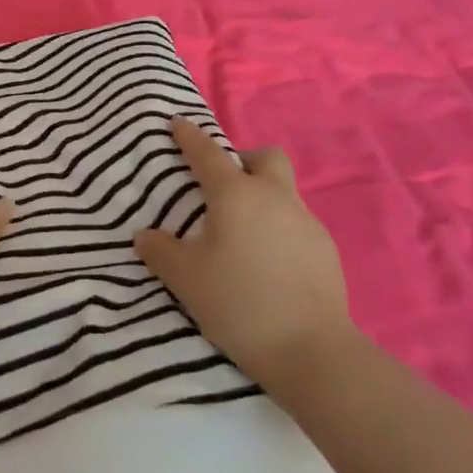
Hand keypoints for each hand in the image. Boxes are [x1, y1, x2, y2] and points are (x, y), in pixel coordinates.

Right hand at [135, 118, 353, 391]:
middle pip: (264, 157)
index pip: (208, 153)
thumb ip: (161, 252)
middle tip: (223, 186)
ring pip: (283, 191)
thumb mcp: (186, 279)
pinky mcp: (326, 250)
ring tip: (242, 234)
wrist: (311, 350)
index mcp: (236, 195)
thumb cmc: (239, 303)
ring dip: (262, 197)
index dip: (189, 136)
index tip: (177, 123)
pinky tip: (268, 263)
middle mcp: (274, 197)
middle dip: (243, 160)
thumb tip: (146, 236)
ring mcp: (306, 221)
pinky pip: (296, 224)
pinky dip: (279, 230)